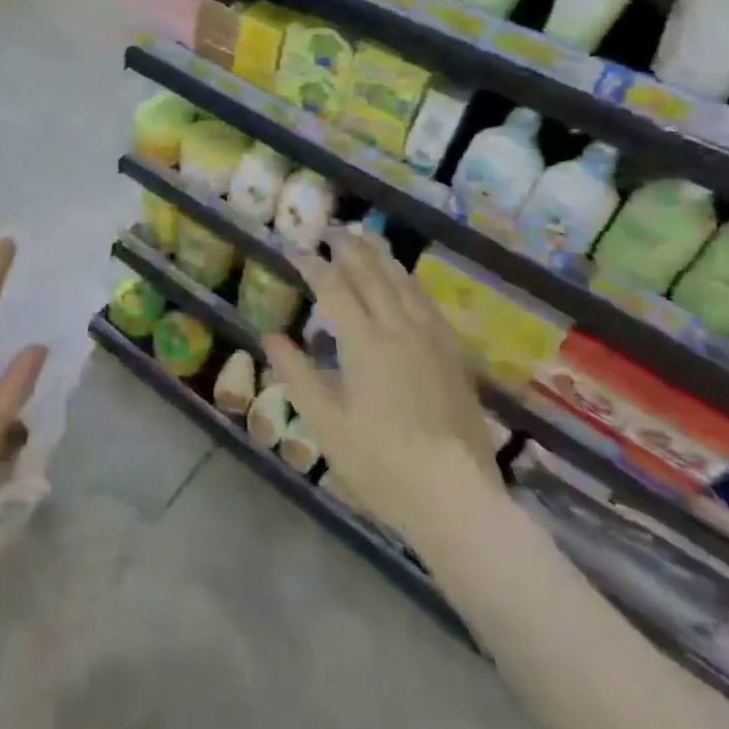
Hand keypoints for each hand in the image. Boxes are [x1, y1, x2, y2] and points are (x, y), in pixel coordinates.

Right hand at [266, 229, 499, 534]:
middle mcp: (400, 330)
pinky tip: (407, 285)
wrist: (457, 498)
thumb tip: (272, 336)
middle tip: (333, 230)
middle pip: (373, 276)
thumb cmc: (380, 463)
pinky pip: (428, 304)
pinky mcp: (454, 357)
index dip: (313, 265)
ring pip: (405, 285)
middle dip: (350, 249)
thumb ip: (297, 374)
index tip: (295, 249)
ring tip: (367, 241)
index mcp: (365, 343)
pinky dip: (410, 284)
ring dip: (382, 259)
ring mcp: (433, 341)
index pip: (333, 288)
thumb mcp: (326, 423)